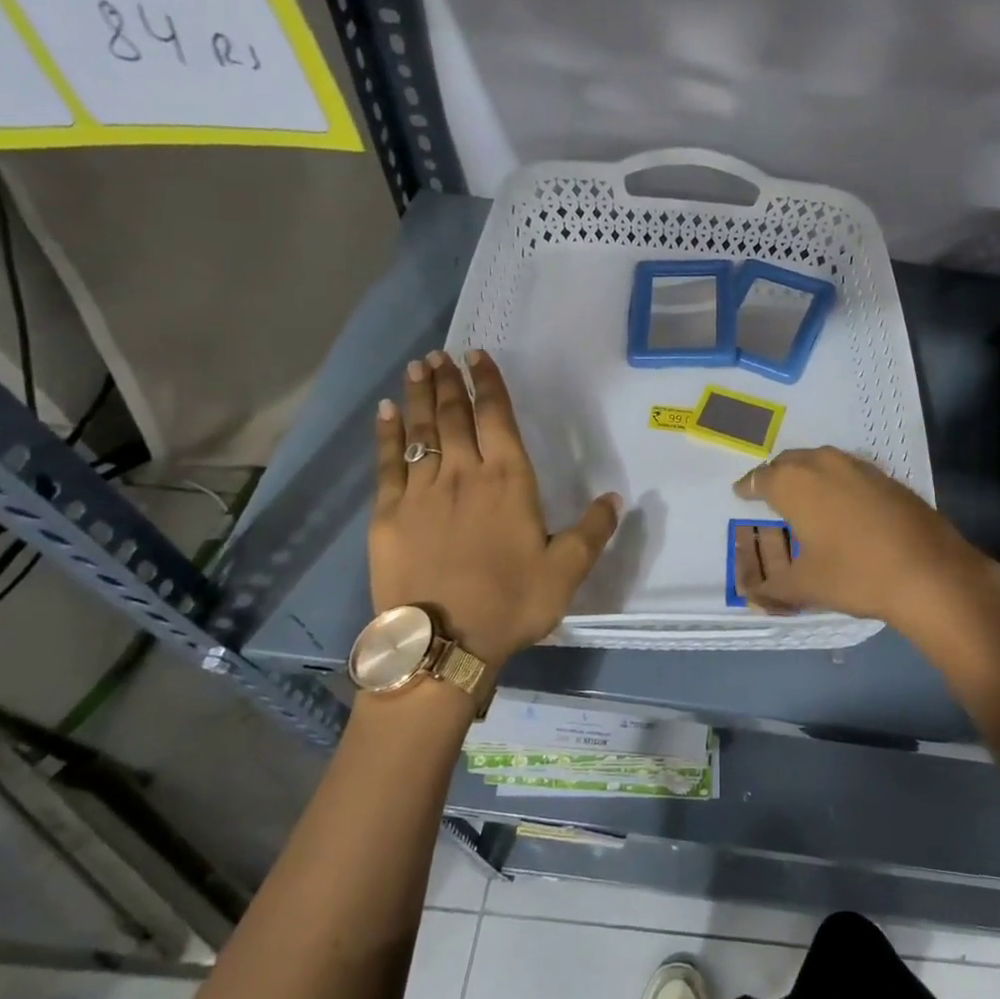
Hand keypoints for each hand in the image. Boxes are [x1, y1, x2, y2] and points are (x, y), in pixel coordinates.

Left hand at [369, 349, 620, 668]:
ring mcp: (421, 491)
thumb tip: (614, 498)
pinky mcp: (388, 513)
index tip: (478, 356)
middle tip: (440, 355)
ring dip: (420, 396)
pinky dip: (386, 434)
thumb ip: (593, 531)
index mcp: (509, 480)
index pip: (497, 417)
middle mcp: (463, 473)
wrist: (443, 643)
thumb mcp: (567, 571)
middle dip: (449, 381)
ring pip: (421, 431)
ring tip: (417, 368)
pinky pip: (387, 462)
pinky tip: (385, 413)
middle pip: (454, 415)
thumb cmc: (511, 603)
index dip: (488, 383)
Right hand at [730, 446, 999, 642]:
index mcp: (795, 484)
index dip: (748, 486)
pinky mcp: (890, 479)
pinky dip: (838, 481)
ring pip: (823, 461)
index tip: (741, 492)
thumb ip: (775, 588)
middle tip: (770, 492)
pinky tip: (843, 503)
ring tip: (805, 494)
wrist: (931, 573)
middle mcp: (824, 465)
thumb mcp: (808, 586)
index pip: (761, 478)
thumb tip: (754, 596)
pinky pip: (851, 472)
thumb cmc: (856, 574)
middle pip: (791, 461)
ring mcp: (861, 468)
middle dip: (777, 474)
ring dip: (809, 473)